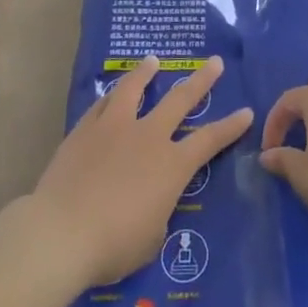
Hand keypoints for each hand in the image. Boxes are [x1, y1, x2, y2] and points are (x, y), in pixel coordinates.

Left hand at [32, 55, 252, 286]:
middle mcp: (149, 137)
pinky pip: (102, 105)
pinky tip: (111, 92)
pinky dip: (111, 96)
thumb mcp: (150, 240)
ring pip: (134, 90)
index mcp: (172, 165)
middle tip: (214, 62)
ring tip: (152, 61)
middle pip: (180, 100)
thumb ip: (157, 215)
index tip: (246, 111)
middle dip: (201, 80)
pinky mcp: (84, 131)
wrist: (61, 233)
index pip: (210, 140)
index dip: (231, 126)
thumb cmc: (113, 245)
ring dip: (146, 74)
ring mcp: (114, 128)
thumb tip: (151, 206)